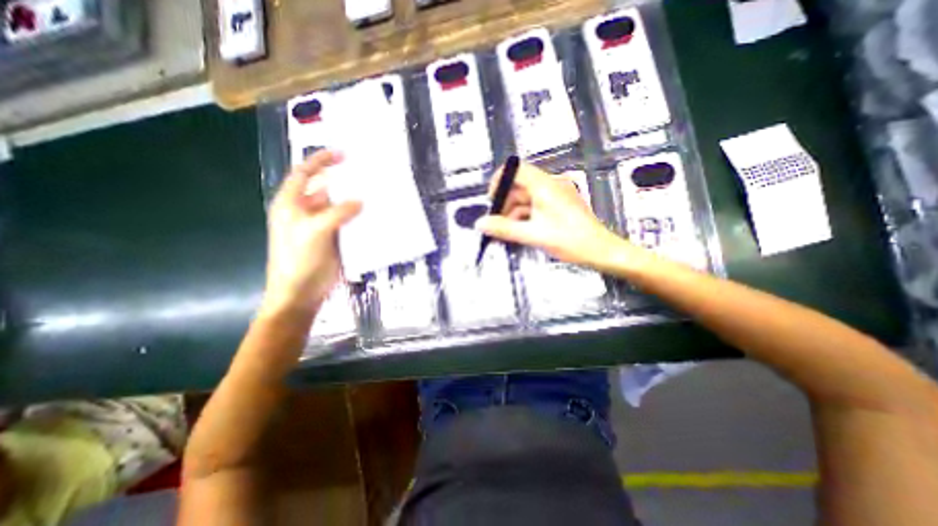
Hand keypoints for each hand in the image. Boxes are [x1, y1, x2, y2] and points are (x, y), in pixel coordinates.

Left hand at [259, 149, 361, 316]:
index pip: (304, 174)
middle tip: (367, 174)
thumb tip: (361, 201)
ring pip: (341, 206)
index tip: (343, 154)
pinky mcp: (336, 239)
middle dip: (344, 180)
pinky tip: (375, 215)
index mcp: (292, 204)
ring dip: (355, 200)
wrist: (301, 293)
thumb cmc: (298, 261)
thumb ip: (336, 213)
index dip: (321, 161)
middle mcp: (307, 211)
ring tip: (376, 193)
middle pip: (326, 189)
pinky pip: (350, 223)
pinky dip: (360, 218)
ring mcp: (323, 226)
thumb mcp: (313, 232)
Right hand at [478, 162, 637, 268]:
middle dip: (505, 203)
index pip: (517, 169)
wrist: (601, 251)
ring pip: (526, 198)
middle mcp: (550, 185)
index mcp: (545, 186)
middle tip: (496, 222)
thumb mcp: (533, 235)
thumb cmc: (570, 240)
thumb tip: (480, 224)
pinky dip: (524, 216)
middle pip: (519, 186)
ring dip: (513, 212)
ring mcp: (555, 196)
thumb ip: (505, 228)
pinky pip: (535, 206)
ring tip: (506, 231)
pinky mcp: (558, 206)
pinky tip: (519, 231)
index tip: (491, 199)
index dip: (500, 180)